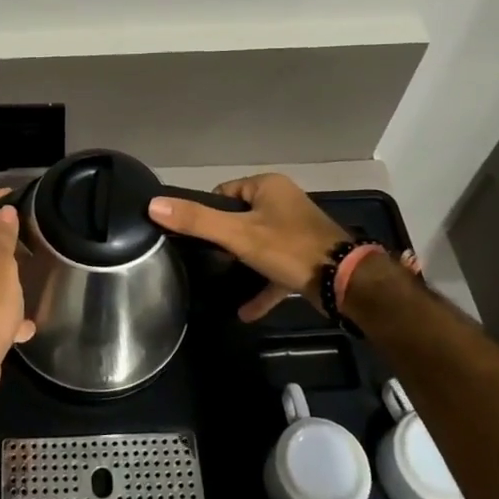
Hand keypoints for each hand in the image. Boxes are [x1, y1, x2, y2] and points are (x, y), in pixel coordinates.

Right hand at [149, 173, 350, 321]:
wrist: (345, 283)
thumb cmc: (289, 248)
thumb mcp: (238, 234)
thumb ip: (197, 221)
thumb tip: (153, 205)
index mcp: (268, 187)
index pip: (224, 192)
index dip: (208, 213)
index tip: (197, 236)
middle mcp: (283, 203)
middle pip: (240, 218)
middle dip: (225, 240)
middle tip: (209, 259)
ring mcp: (296, 232)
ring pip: (257, 245)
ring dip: (241, 264)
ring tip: (220, 279)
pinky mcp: (305, 259)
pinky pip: (275, 270)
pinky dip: (261, 287)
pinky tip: (244, 311)